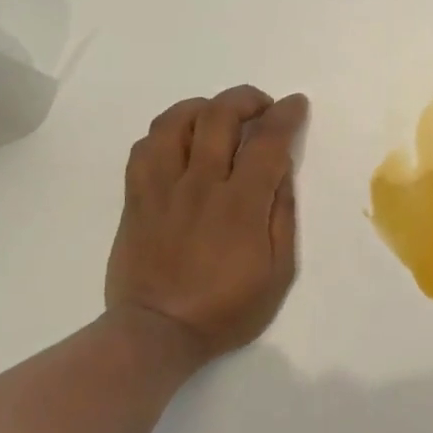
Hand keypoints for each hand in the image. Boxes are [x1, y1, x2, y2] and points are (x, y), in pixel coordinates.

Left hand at [106, 86, 308, 362]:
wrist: (157, 332)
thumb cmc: (226, 310)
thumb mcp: (278, 273)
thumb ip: (282, 216)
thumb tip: (281, 172)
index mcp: (241, 204)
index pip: (267, 141)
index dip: (286, 115)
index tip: (296, 104)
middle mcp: (200, 184)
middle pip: (219, 116)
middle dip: (246, 99)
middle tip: (261, 107)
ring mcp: (162, 188)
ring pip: (175, 122)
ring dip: (203, 107)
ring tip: (218, 117)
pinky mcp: (136, 198)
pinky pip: (144, 147)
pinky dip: (166, 132)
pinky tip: (180, 141)